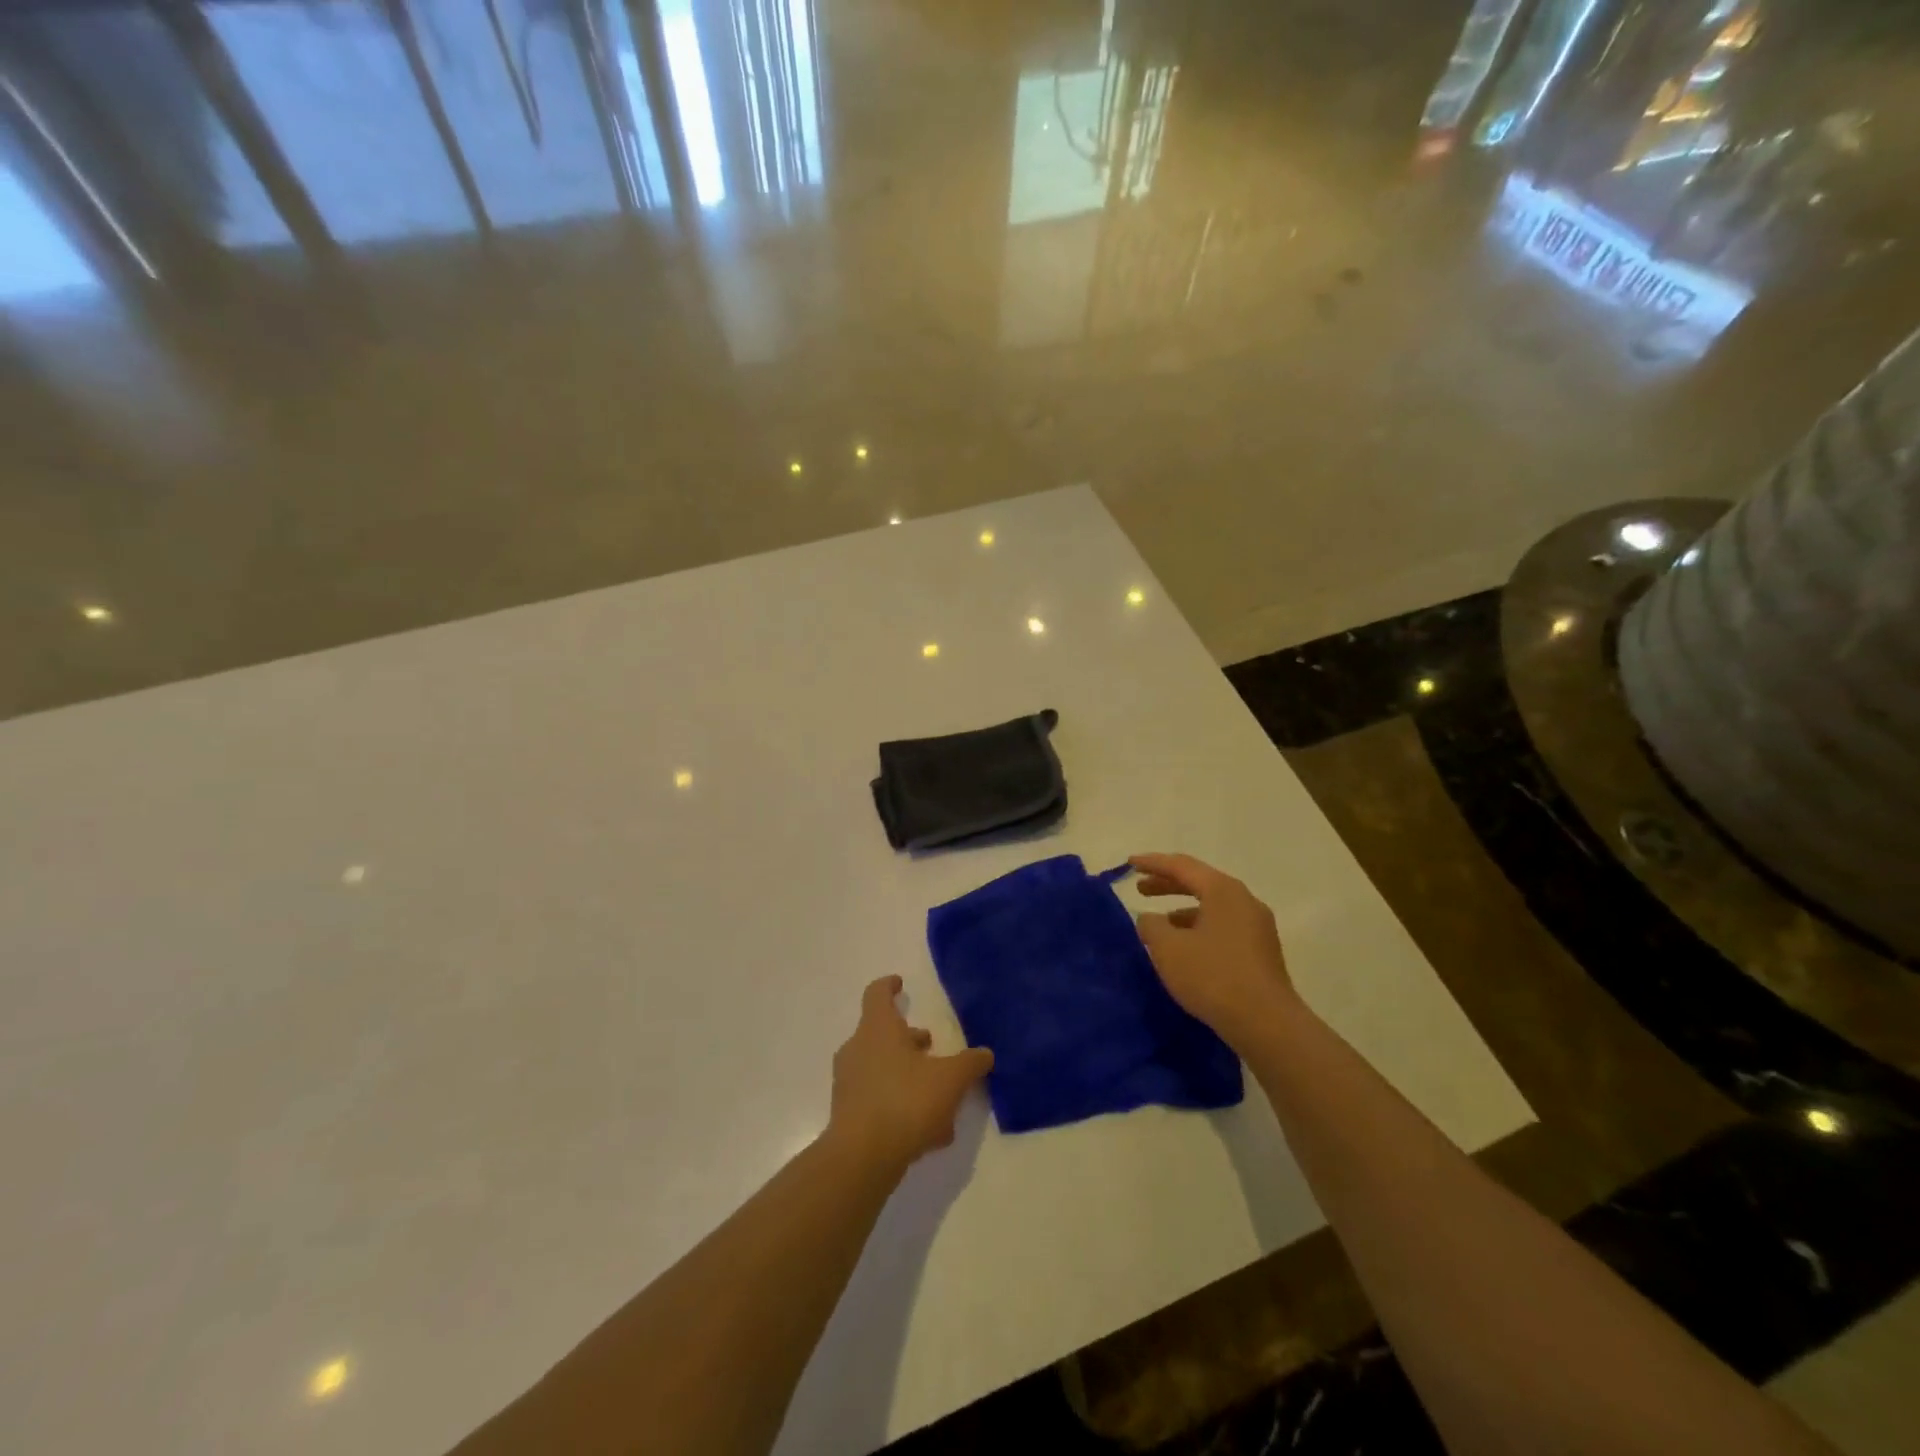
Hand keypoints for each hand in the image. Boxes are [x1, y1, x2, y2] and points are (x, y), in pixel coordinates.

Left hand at [827, 976, 993, 1172]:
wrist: (861, 1158)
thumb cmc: (905, 1102)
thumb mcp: (950, 1080)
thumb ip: (970, 1064)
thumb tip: (985, 1054)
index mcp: (878, 1029)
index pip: (877, 993)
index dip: (889, 986)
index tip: (900, 984)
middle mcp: (858, 1049)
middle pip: (882, 1033)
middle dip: (908, 1039)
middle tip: (930, 1046)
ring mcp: (850, 1083)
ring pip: (883, 1069)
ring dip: (909, 1076)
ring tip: (941, 1097)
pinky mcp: (848, 1115)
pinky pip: (879, 1100)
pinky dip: (901, 1105)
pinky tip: (930, 1131)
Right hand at [1131, 852, 1297, 1049]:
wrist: (1267, 1023)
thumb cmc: (1213, 976)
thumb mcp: (1169, 949)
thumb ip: (1152, 926)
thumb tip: (1150, 920)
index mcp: (1223, 891)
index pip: (1181, 866)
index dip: (1152, 863)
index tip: (1129, 864)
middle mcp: (1244, 901)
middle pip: (1200, 882)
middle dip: (1167, 884)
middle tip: (1141, 889)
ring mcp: (1257, 927)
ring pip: (1213, 906)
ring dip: (1183, 909)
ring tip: (1159, 923)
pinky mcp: (1261, 952)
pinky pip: (1223, 926)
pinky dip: (1199, 928)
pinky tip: (1186, 949)